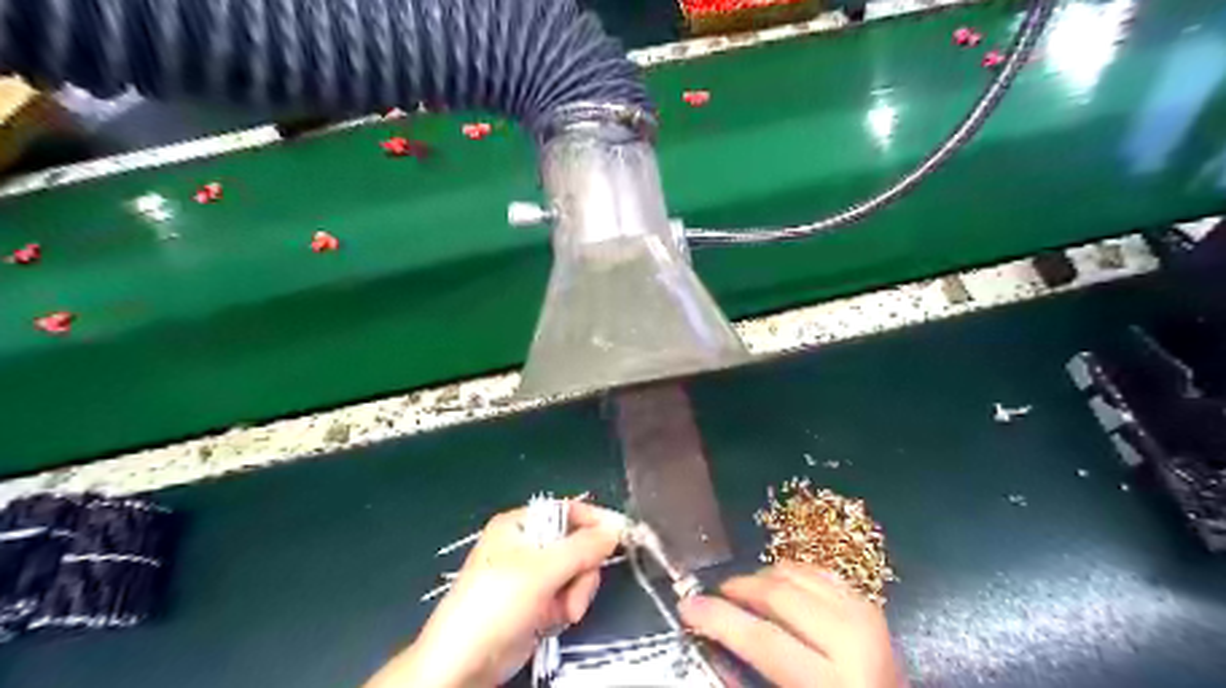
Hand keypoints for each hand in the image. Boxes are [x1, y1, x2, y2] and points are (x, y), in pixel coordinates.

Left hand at [364, 501, 624, 687]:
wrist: (463, 664)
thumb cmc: (496, 604)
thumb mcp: (541, 571)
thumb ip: (582, 547)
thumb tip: (616, 528)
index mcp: (521, 524)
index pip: (567, 511)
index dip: (595, 521)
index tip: (620, 535)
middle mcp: (528, 544)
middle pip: (577, 544)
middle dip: (582, 570)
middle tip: (575, 592)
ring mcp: (533, 575)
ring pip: (577, 572)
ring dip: (577, 593)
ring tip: (564, 612)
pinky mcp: (537, 602)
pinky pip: (568, 594)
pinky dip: (567, 607)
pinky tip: (554, 620)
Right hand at [675, 563, 902, 685]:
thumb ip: (750, 679)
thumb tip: (710, 638)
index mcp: (833, 682)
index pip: (764, 640)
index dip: (720, 619)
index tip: (687, 605)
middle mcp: (853, 642)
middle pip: (780, 595)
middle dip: (738, 589)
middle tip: (714, 594)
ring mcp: (864, 617)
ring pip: (797, 575)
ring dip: (762, 578)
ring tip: (742, 591)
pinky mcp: (868, 604)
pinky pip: (818, 572)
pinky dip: (789, 573)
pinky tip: (775, 585)